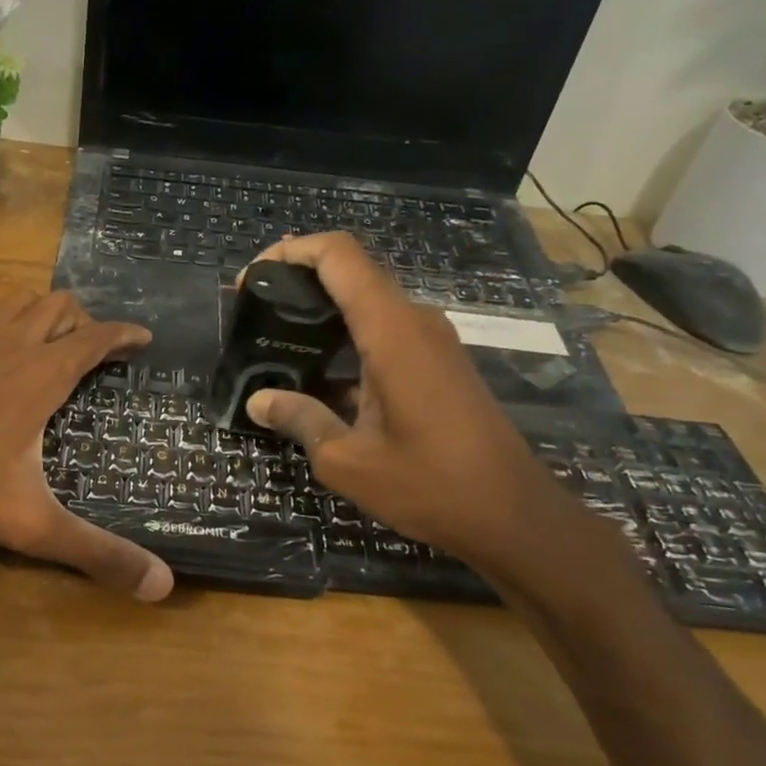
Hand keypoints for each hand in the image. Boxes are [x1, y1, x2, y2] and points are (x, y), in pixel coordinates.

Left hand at [0, 290, 173, 600]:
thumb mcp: (31, 525)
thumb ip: (96, 553)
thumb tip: (161, 585)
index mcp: (41, 375)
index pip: (96, 337)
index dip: (125, 334)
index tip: (144, 339)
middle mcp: (11, 346)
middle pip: (60, 306)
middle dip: (87, 322)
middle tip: (98, 355)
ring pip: (21, 302)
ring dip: (47, 314)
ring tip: (56, 346)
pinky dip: (10, 322)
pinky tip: (2, 357)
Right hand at [242, 233, 577, 569]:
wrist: (511, 515)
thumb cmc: (429, 484)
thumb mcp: (347, 460)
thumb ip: (300, 420)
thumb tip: (257, 402)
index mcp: (391, 331)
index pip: (339, 256)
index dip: (292, 250)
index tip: (253, 278)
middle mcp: (414, 322)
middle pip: (351, 274)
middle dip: (298, 283)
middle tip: (254, 315)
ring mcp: (431, 342)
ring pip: (367, 305)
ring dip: (321, 315)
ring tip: (276, 345)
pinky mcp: (438, 364)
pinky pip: (384, 333)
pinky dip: (345, 342)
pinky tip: (317, 379)